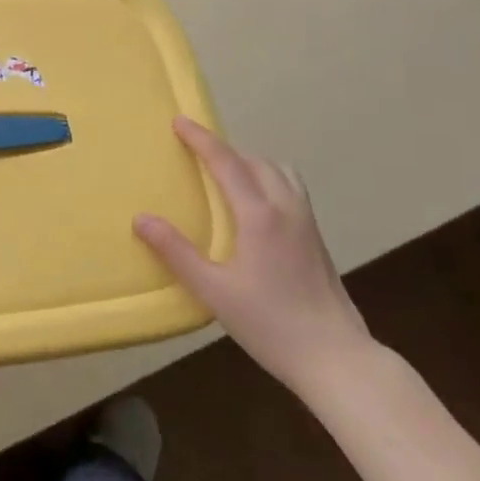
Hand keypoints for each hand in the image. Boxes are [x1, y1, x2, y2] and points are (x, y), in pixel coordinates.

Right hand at [134, 116, 372, 398]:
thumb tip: (141, 218)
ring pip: (280, 172)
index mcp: (260, 215)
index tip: (179, 121)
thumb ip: (177, 252)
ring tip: (226, 174)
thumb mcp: (214, 291)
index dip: (201, 139)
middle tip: (196, 152)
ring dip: (250, 162)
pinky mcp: (317, 240)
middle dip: (224, 149)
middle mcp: (287, 209)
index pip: (227, 162)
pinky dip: (267, 179)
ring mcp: (307, 223)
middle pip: (255, 161)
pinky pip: (290, 189)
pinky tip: (254, 206)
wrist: (337, 359)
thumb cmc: (271, 324)